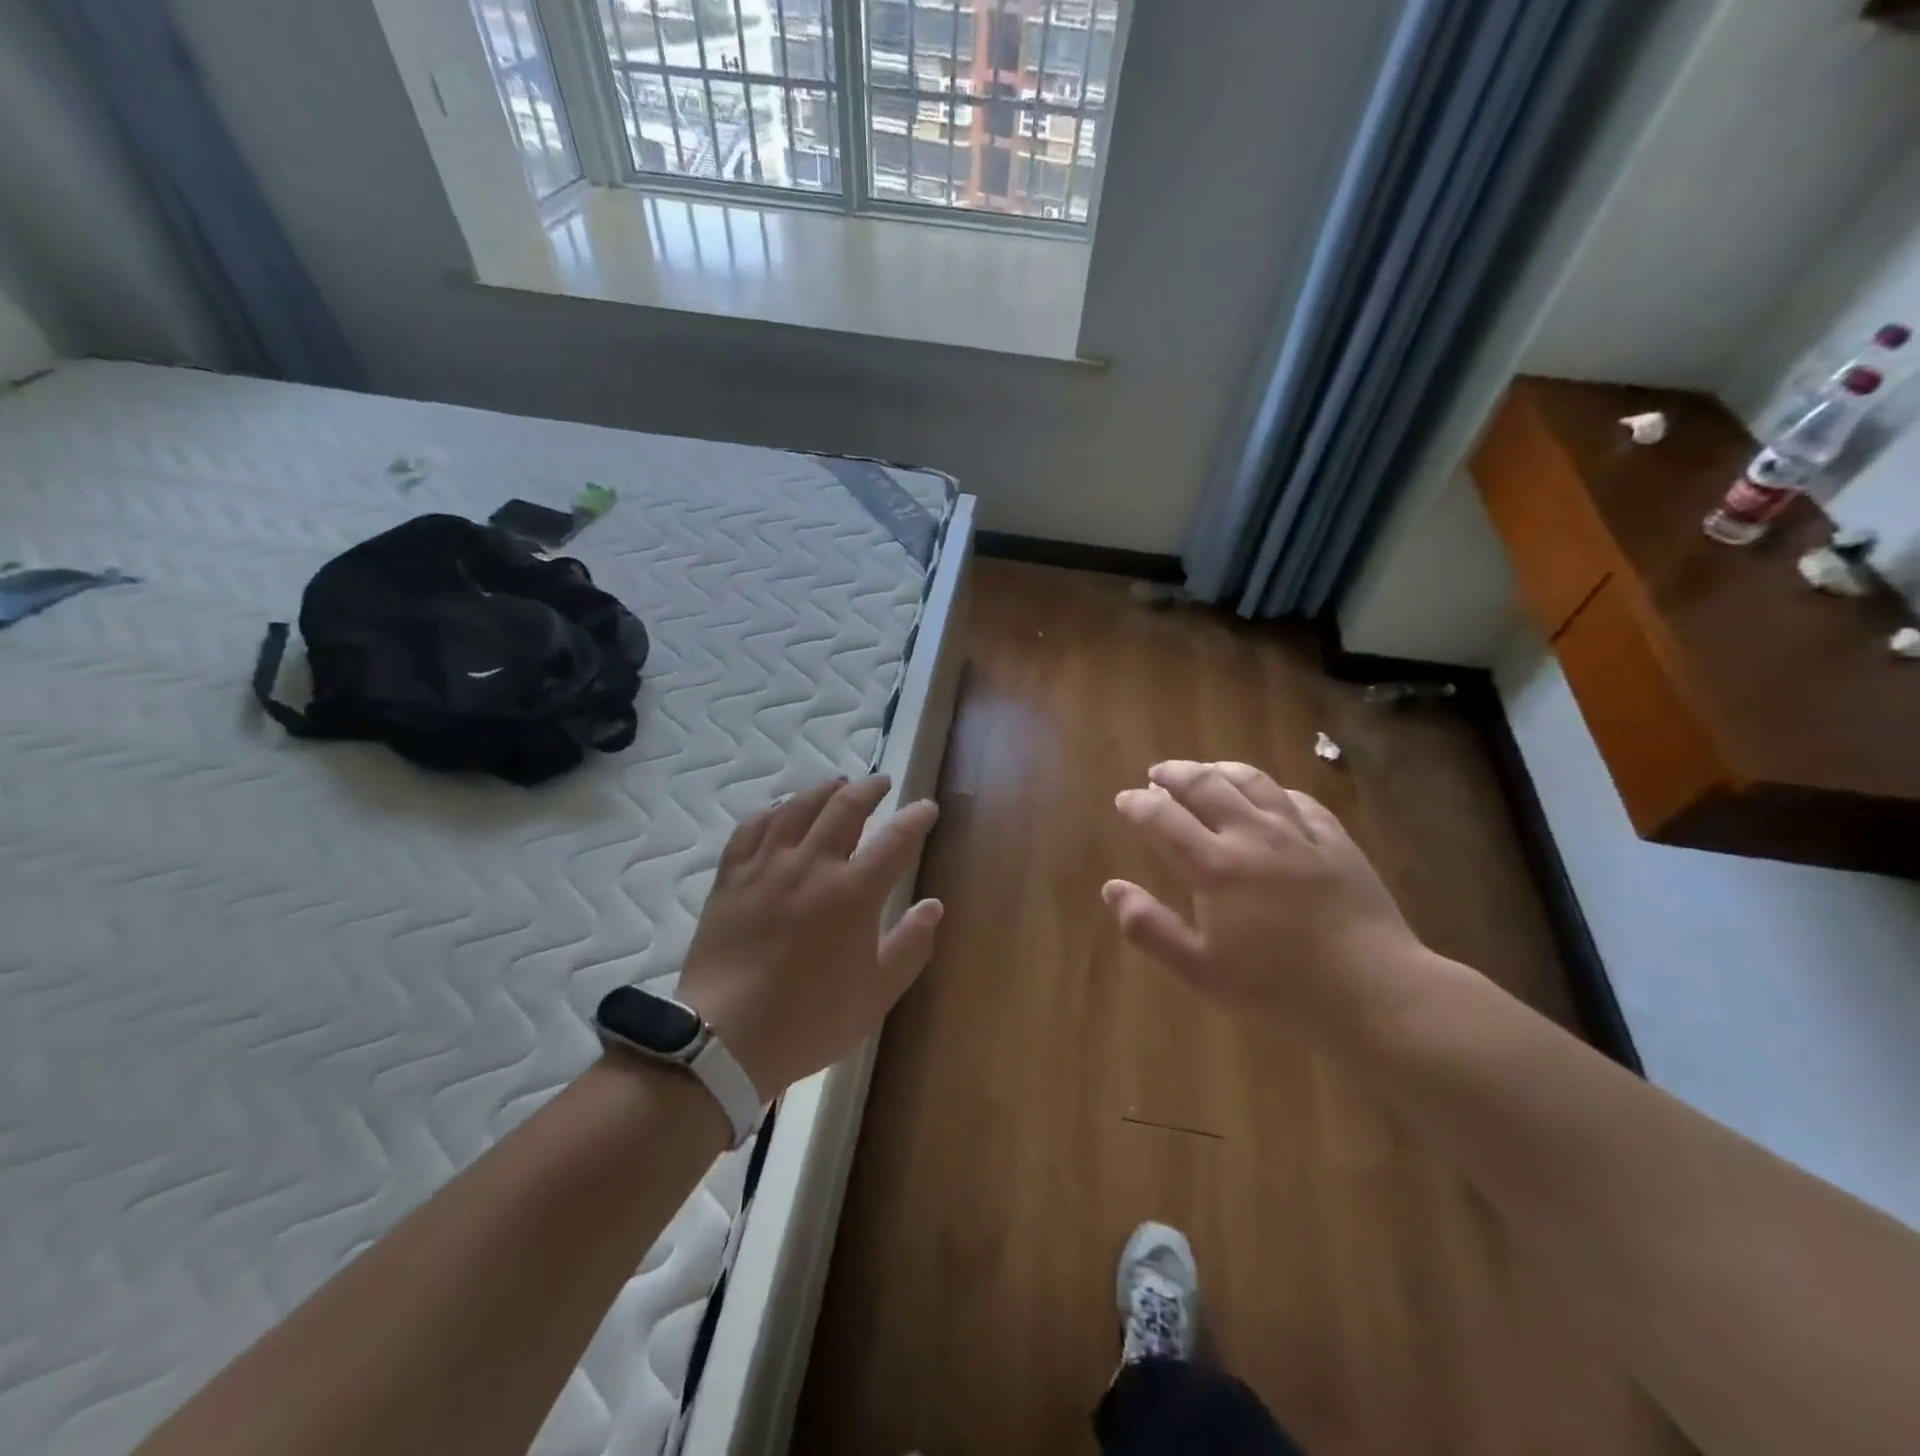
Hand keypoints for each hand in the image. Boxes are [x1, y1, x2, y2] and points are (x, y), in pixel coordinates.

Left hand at [676, 775, 942, 1097]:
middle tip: (882, 783)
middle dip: (870, 788)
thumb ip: (910, 945)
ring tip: (836, 784)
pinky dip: (772, 811)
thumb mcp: (876, 994)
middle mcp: (811, 865)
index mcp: (853, 893)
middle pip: (845, 807)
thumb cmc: (810, 1020)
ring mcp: (766, 867)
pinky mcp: (731, 877)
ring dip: (823, 789)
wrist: (725, 1040)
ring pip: (797, 807)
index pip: (896, 839)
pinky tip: (780, 811)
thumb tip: (933, 906)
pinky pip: (752, 827)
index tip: (926, 808)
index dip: (916, 818)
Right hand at [1103, 760, 1430, 1044]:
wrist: (1373, 991)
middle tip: (1158, 774)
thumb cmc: (1277, 986)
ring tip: (1206, 770)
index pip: (1164, 818)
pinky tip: (1268, 795)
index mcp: (1216, 865)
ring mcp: (1299, 833)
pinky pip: (1298, 800)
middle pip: (1206, 785)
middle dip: (1175, 774)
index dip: (1139, 803)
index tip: (1125, 799)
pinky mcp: (1336, 841)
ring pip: (1254, 782)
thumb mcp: (1201, 969)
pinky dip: (1272, 790)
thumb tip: (1110, 888)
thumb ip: (1150, 927)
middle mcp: (1253, 835)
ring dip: (1221, 770)